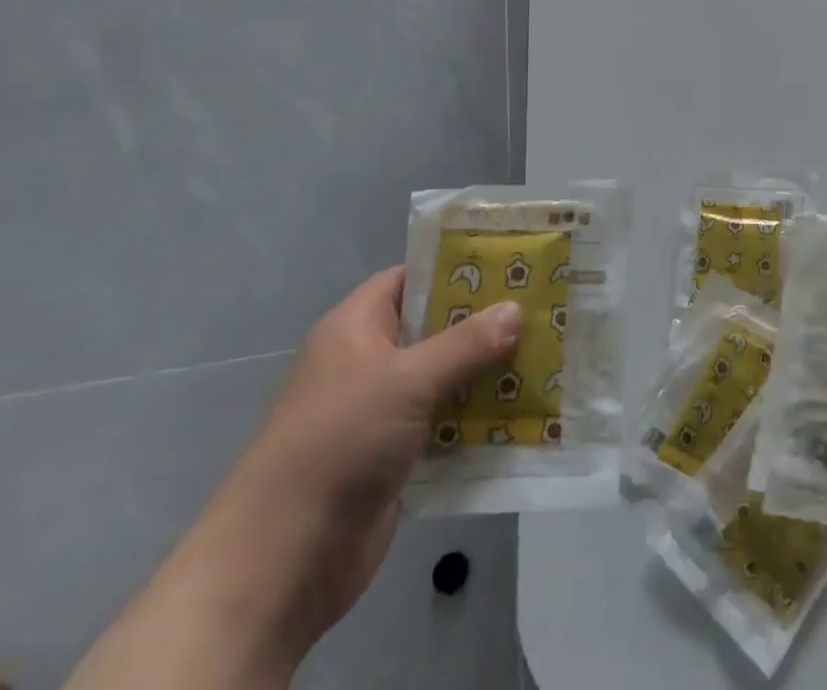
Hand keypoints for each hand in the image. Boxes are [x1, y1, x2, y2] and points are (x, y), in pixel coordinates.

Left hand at [66, 270, 520, 689]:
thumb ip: (466, 344)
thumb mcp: (406, 380)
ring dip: (488, 372)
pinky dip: (478, 417)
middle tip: (542, 306)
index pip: (412, 278)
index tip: (510, 263)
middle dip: (486, 322)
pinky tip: (524, 409)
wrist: (280, 563)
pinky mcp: (395, 457)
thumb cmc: (337, 443)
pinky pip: (446, 423)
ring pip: (445, 377)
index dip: (457, 267)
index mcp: (356, 327)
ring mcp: (381, 412)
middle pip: (436, 328)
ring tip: (546, 353)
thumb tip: (516, 309)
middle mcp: (369, 362)